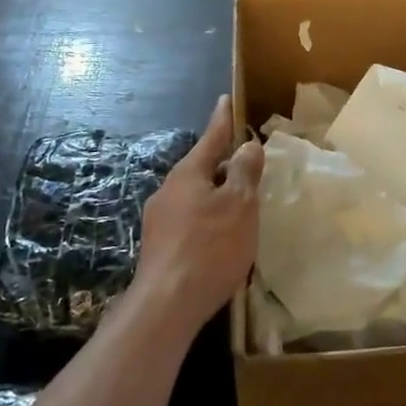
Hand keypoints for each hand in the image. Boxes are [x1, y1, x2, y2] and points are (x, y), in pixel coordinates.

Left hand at [131, 96, 263, 329]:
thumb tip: (247, 145)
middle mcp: (169, 190)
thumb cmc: (209, 248)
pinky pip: (189, 219)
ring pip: (194, 195)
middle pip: (201, 168)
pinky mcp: (158, 247)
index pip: (211, 137)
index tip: (225, 99)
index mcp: (188, 174)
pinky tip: (220, 237)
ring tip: (240, 204)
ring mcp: (159, 220)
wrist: (166, 306)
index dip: (222, 119)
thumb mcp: (239, 205)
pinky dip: (207, 218)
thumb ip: (244, 172)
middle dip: (223, 164)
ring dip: (216, 194)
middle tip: (247, 162)